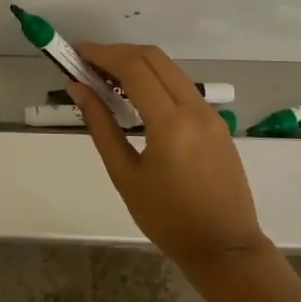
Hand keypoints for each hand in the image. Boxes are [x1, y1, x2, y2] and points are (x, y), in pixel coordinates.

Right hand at [70, 43, 270, 270]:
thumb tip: (78, 89)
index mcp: (170, 123)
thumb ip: (100, 126)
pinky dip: (154, 79)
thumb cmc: (167, 219)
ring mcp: (210, 113)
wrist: (225, 248)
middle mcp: (194, 108)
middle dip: (117, 52)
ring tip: (105, 77)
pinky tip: (134, 96)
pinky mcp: (216, 122)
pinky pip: (182, 87)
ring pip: (170, 69)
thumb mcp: (125, 175)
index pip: (133, 67)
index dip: (102, 54)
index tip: (76, 53)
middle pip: (153, 58)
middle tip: (87, 63)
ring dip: (137, 63)